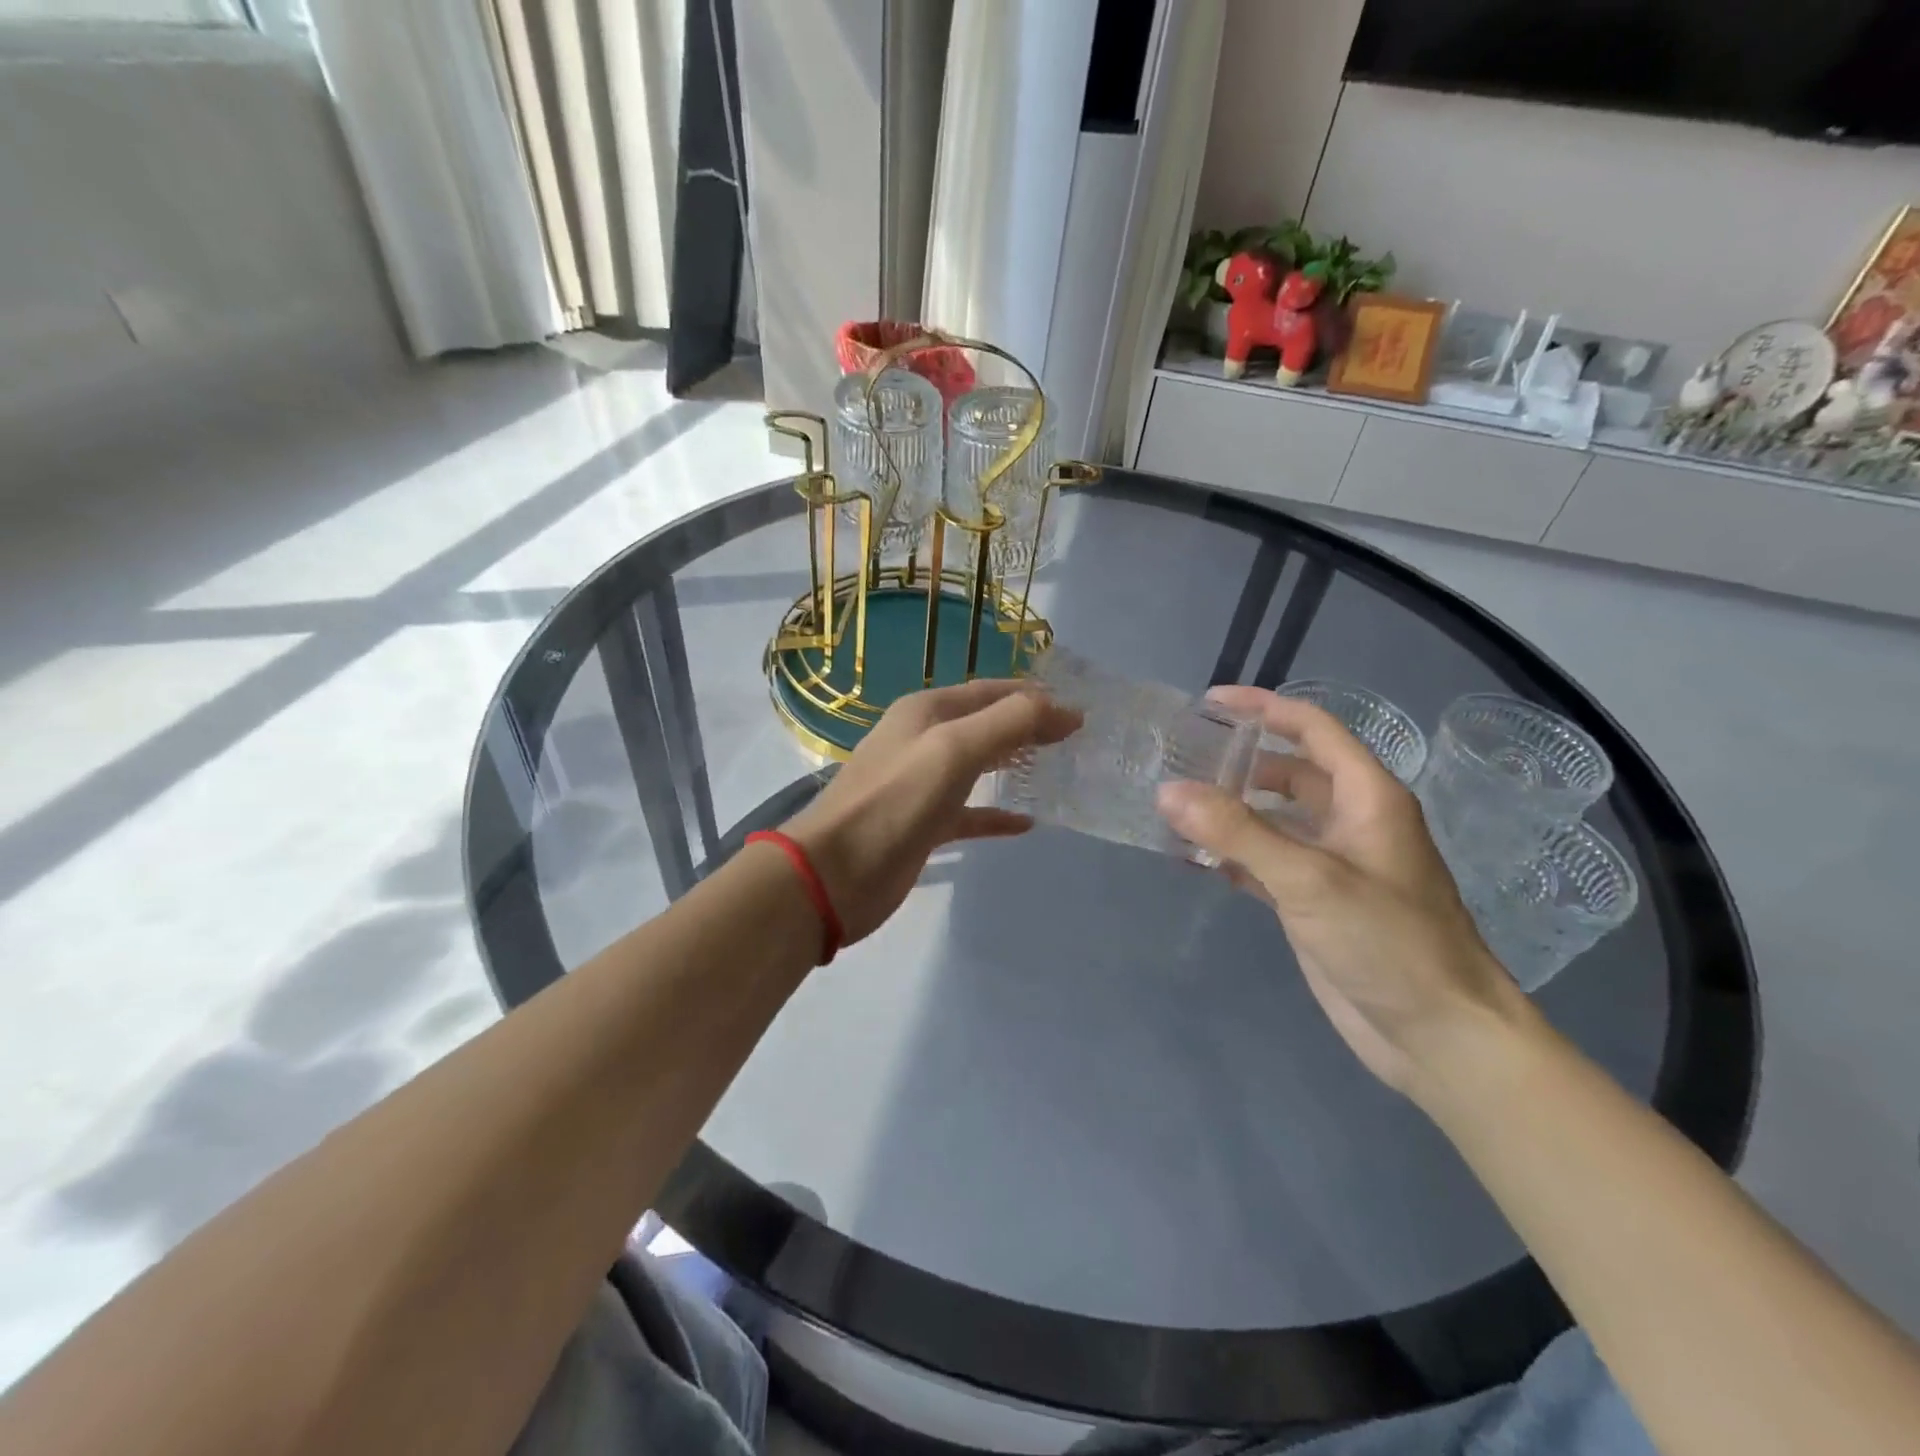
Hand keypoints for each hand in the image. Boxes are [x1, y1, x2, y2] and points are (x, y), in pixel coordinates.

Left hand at [783, 679, 1080, 944]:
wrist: (835, 873)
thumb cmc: (896, 800)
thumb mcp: (955, 749)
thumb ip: (1011, 722)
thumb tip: (1066, 709)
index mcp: (927, 711)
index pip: (990, 691)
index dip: (1034, 696)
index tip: (1079, 710)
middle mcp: (922, 740)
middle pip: (984, 725)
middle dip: (1027, 727)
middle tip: (1075, 739)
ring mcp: (921, 785)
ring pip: (977, 767)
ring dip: (1013, 765)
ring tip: (1057, 770)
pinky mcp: (922, 825)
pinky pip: (968, 813)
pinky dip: (995, 815)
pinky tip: (1026, 823)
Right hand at [1157, 687, 1530, 1095]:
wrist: (1439, 1035)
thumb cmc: (1388, 942)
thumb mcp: (1309, 879)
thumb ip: (1237, 832)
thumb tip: (1168, 791)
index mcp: (1367, 797)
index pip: (1313, 729)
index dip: (1263, 708)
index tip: (1209, 703)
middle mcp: (1351, 821)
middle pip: (1289, 772)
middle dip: (1238, 763)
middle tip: (1181, 759)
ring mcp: (1333, 863)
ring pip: (1274, 819)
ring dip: (1230, 811)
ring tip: (1175, 807)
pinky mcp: (1315, 902)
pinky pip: (1266, 862)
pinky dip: (1232, 855)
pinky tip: (1194, 860)